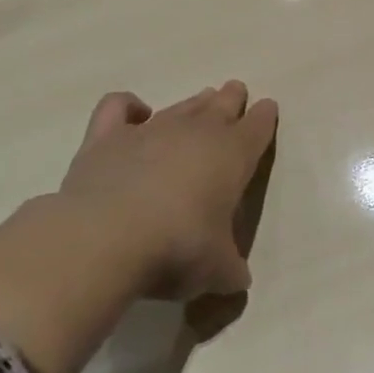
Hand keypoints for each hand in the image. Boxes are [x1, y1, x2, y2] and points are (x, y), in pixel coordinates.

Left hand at [59, 81, 278, 302]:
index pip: (258, 126)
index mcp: (234, 155)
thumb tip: (237, 280)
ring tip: (201, 101)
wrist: (106, 239)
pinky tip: (135, 112)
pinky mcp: (107, 137)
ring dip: (194, 103)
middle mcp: (196, 133)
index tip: (267, 109)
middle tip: (235, 92)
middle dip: (232, 98)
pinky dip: (128, 106)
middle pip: (222, 104)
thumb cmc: (178, 249)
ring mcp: (150, 130)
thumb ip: (231, 269)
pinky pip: (118, 107)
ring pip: (181, 106)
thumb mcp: (217, 270)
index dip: (265, 117)